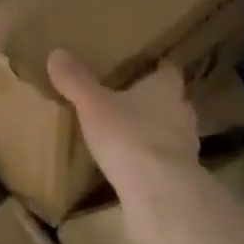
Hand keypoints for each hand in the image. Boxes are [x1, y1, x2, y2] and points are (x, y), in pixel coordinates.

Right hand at [47, 50, 198, 195]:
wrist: (158, 190)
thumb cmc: (128, 136)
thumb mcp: (93, 105)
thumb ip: (76, 80)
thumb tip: (57, 53)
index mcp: (165, 89)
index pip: (169, 70)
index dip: (157, 68)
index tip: (144, 67)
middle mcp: (182, 112)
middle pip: (173, 100)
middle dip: (155, 100)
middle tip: (130, 100)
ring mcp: (187, 145)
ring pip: (172, 130)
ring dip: (156, 130)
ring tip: (131, 133)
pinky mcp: (181, 175)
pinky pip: (167, 159)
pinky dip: (153, 158)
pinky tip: (135, 164)